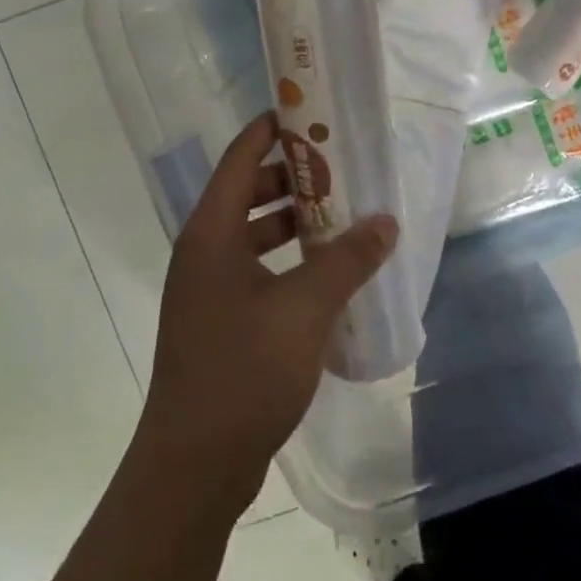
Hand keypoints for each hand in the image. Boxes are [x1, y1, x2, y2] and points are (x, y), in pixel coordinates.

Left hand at [138, 113, 397, 511]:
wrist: (194, 467)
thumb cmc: (243, 370)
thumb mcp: (305, 308)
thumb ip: (347, 259)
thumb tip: (386, 221)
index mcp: (212, 232)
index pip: (242, 156)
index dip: (274, 128)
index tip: (314, 112)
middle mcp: (205, 251)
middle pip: (250, 190)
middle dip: (295, 175)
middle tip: (344, 167)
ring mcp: (210, 288)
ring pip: (255, 232)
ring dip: (296, 220)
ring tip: (345, 214)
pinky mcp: (221, 321)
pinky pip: (259, 269)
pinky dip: (290, 259)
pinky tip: (329, 272)